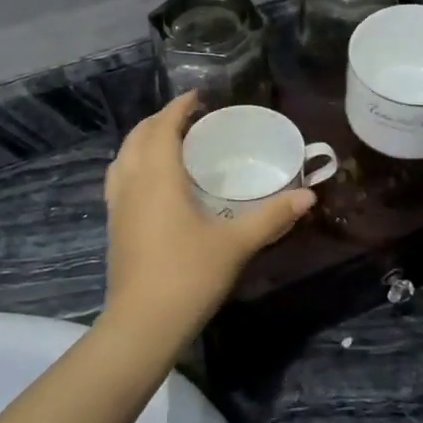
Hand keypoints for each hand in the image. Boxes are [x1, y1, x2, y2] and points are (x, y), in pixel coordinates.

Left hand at [101, 94, 314, 352]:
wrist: (142, 325)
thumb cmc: (189, 275)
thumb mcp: (235, 244)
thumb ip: (271, 216)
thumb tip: (308, 196)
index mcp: (158, 177)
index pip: (162, 127)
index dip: (178, 107)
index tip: (198, 97)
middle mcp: (132, 183)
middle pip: (138, 137)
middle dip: (160, 120)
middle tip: (189, 119)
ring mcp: (118, 206)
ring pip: (123, 157)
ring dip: (143, 142)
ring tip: (169, 144)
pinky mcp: (114, 226)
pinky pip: (119, 179)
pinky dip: (133, 165)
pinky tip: (152, 183)